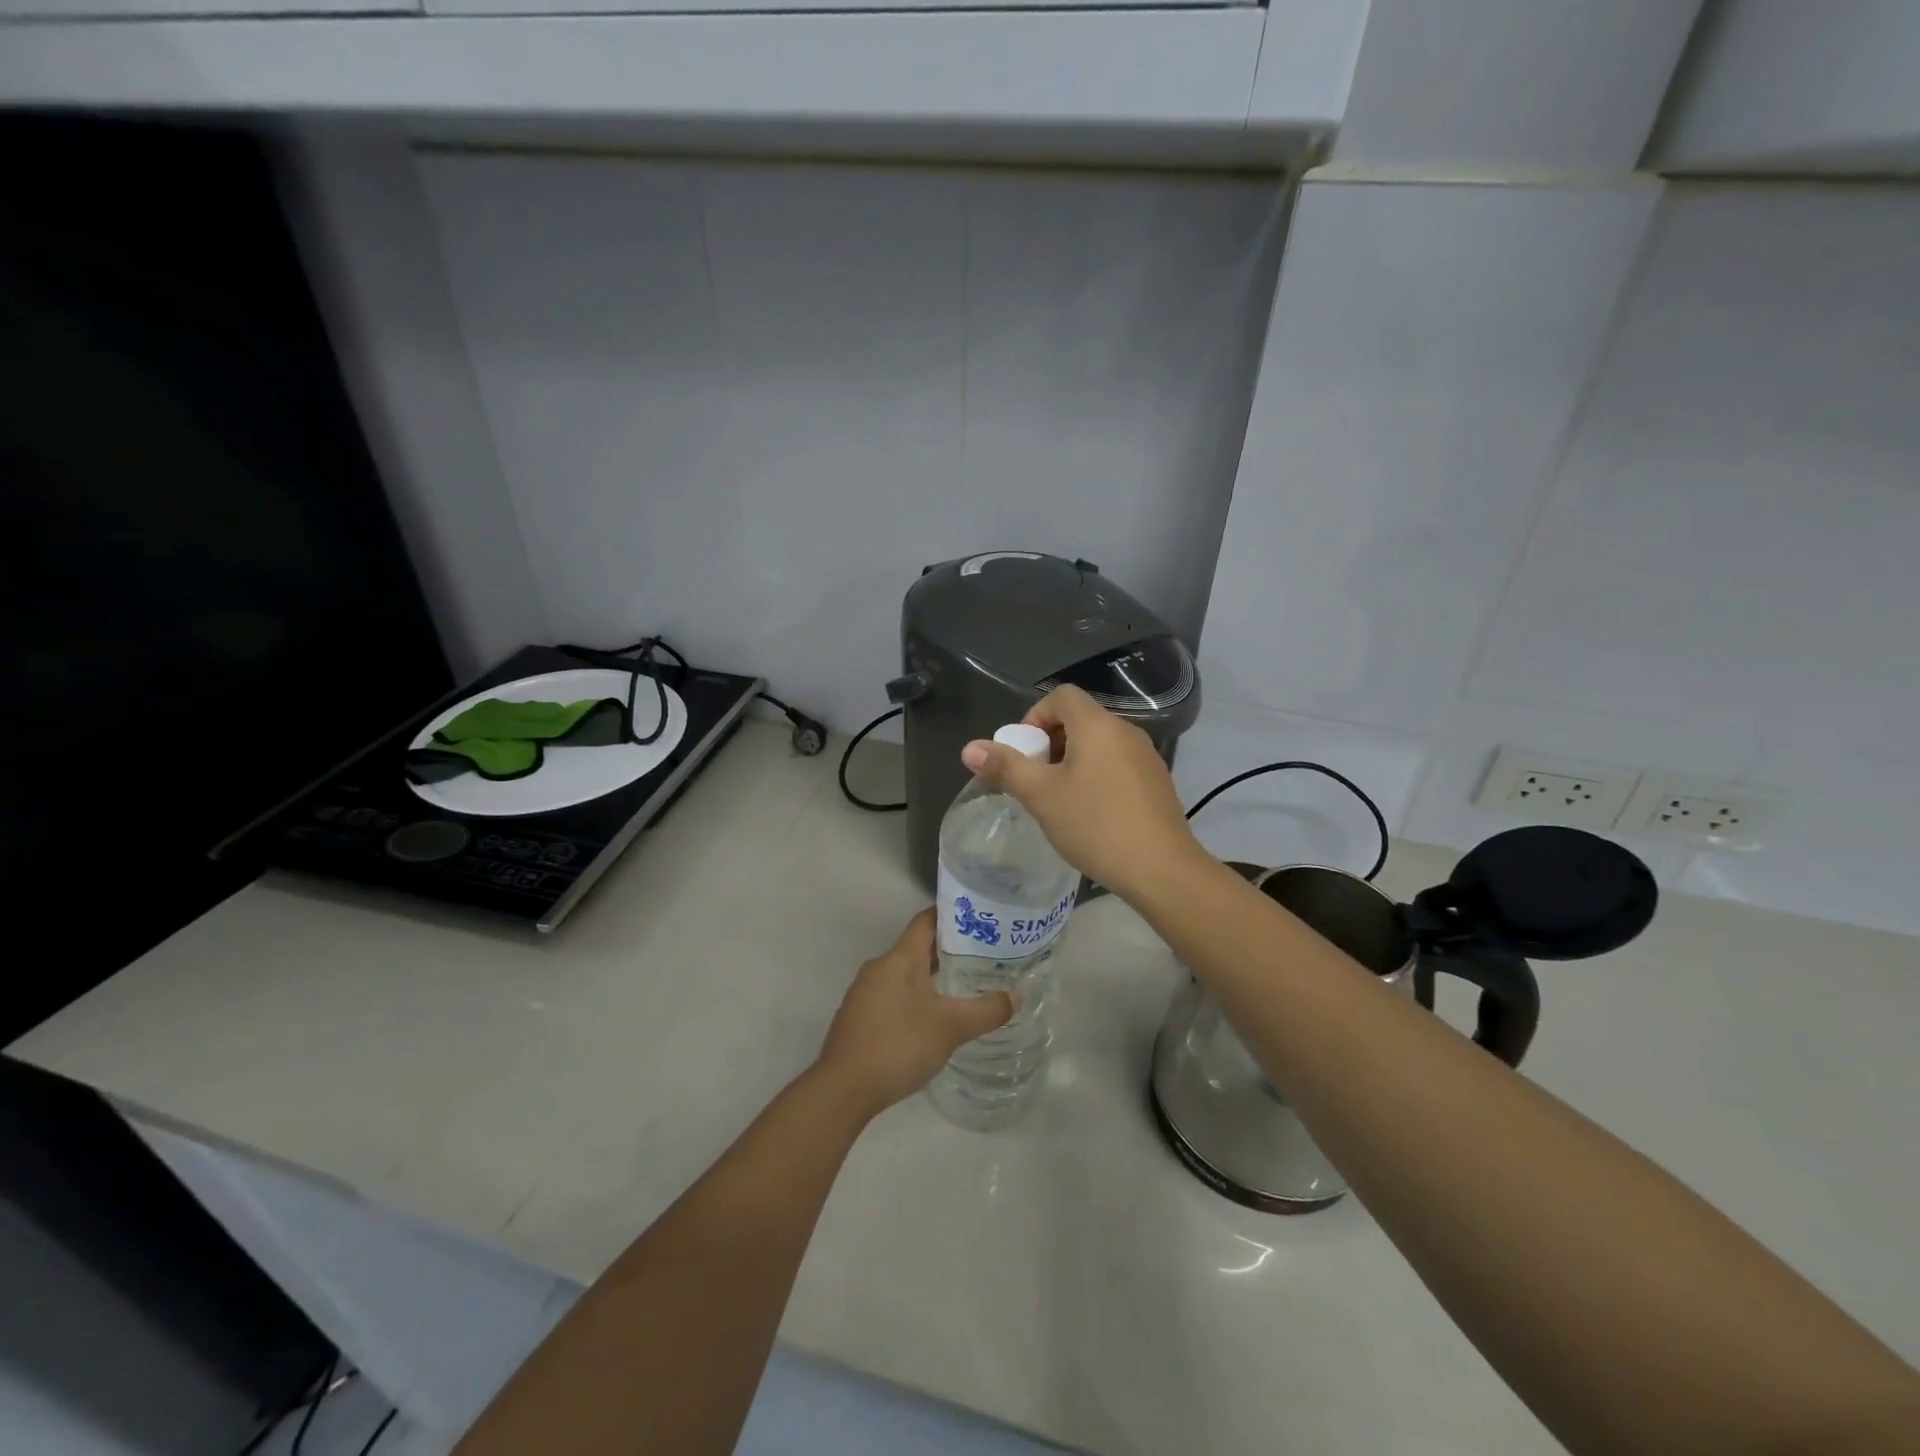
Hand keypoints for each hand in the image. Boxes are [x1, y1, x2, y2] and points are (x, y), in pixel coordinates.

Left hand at [812, 910, 1012, 1119]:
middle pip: (917, 946)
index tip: (979, 920)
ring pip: (904, 972)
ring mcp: (864, 992)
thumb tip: (1016, 996)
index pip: (927, 920)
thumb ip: (986, 1010)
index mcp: (900, 958)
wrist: (843, 1089)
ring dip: (931, 976)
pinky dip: (914, 996)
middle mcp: (879, 967)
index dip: (952, 916)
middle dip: (948, 950)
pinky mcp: (858, 1016)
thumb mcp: (951, 1028)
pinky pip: (892, 994)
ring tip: (962, 986)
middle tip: (982, 957)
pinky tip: (931, 1018)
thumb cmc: (899, 1045)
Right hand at [959, 684, 1205, 900]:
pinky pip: (1118, 764)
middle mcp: (1126, 731)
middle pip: (1080, 719)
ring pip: (1099, 744)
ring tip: (1059, 799)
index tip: (1024, 752)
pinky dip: (1096, 775)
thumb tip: (970, 748)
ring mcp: (1147, 756)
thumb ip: (1005, 767)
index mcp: (1098, 725)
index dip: (1035, 716)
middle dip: (1051, 742)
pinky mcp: (1157, 781)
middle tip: (1036, 779)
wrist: (1161, 869)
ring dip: (1073, 761)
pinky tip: (1090, 813)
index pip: (1062, 696)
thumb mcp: (1042, 796)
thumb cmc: (1095, 825)